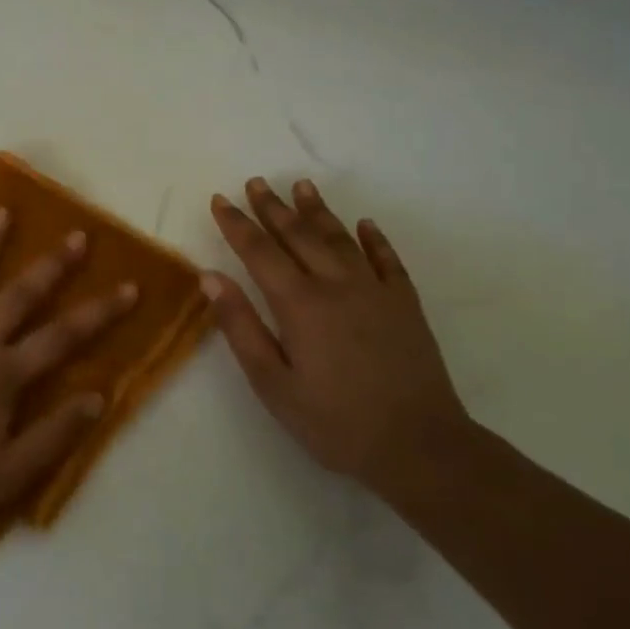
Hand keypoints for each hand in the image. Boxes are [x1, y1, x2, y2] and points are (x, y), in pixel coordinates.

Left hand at [0, 209, 139, 522]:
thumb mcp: (9, 473)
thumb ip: (54, 435)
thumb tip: (98, 397)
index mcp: (3, 373)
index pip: (63, 337)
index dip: (100, 312)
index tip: (129, 286)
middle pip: (20, 295)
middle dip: (52, 265)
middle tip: (77, 235)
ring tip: (2, 211)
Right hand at [205, 177, 466, 486]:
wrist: (419, 446)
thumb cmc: (334, 421)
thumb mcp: (272, 383)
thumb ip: (240, 325)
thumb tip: (210, 276)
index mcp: (299, 303)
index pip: (259, 251)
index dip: (236, 224)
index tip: (219, 200)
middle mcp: (336, 284)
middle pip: (298, 235)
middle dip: (273, 207)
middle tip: (256, 182)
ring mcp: (375, 291)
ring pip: (340, 238)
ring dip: (317, 210)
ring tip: (301, 186)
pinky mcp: (405, 304)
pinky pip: (387, 259)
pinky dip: (374, 238)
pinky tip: (364, 223)